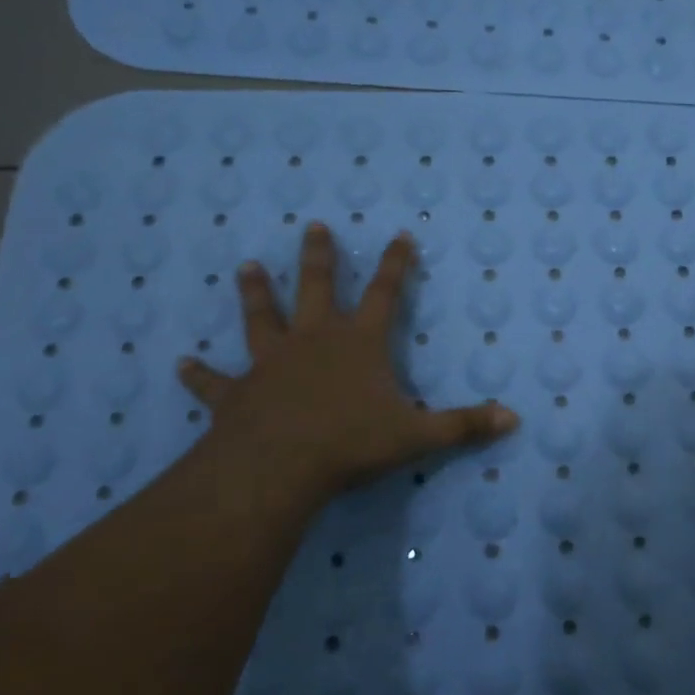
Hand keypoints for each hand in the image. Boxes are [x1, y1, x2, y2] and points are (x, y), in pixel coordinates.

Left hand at [177, 223, 517, 506]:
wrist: (277, 467)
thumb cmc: (350, 443)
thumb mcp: (418, 436)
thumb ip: (464, 425)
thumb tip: (514, 419)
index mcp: (359, 343)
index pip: (385, 293)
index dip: (396, 264)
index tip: (400, 235)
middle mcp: (314, 341)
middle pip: (316, 288)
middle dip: (318, 257)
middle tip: (312, 226)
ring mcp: (271, 363)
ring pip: (262, 318)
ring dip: (255, 293)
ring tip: (245, 266)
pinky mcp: (237, 393)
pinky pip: (214, 380)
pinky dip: (198, 373)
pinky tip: (180, 363)